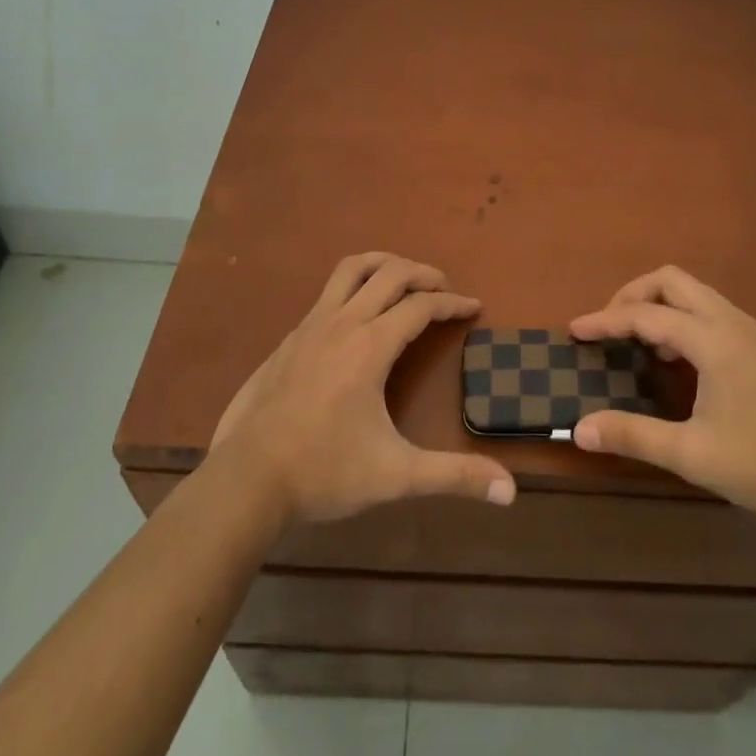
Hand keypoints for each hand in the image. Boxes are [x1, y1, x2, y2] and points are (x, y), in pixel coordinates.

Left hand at [209, 252, 516, 523]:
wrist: (245, 479)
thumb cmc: (324, 471)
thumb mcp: (396, 475)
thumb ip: (453, 476)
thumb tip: (510, 491)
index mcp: (371, 345)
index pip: (421, 306)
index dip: (452, 303)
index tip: (474, 307)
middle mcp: (342, 322)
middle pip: (389, 273)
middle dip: (423, 273)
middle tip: (444, 288)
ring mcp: (310, 326)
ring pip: (351, 269)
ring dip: (383, 264)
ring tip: (403, 277)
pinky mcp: (288, 339)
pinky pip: (328, 293)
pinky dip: (354, 287)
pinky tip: (356, 316)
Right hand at [569, 266, 755, 527]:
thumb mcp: (693, 455)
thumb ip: (634, 435)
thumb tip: (579, 429)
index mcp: (711, 339)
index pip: (645, 314)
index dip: (605, 320)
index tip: (574, 331)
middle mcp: (729, 321)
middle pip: (671, 281)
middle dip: (633, 295)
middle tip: (609, 327)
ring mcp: (749, 331)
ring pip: (693, 293)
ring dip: (659, 305)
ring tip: (638, 343)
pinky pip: (709, 310)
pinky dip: (681, 318)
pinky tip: (678, 359)